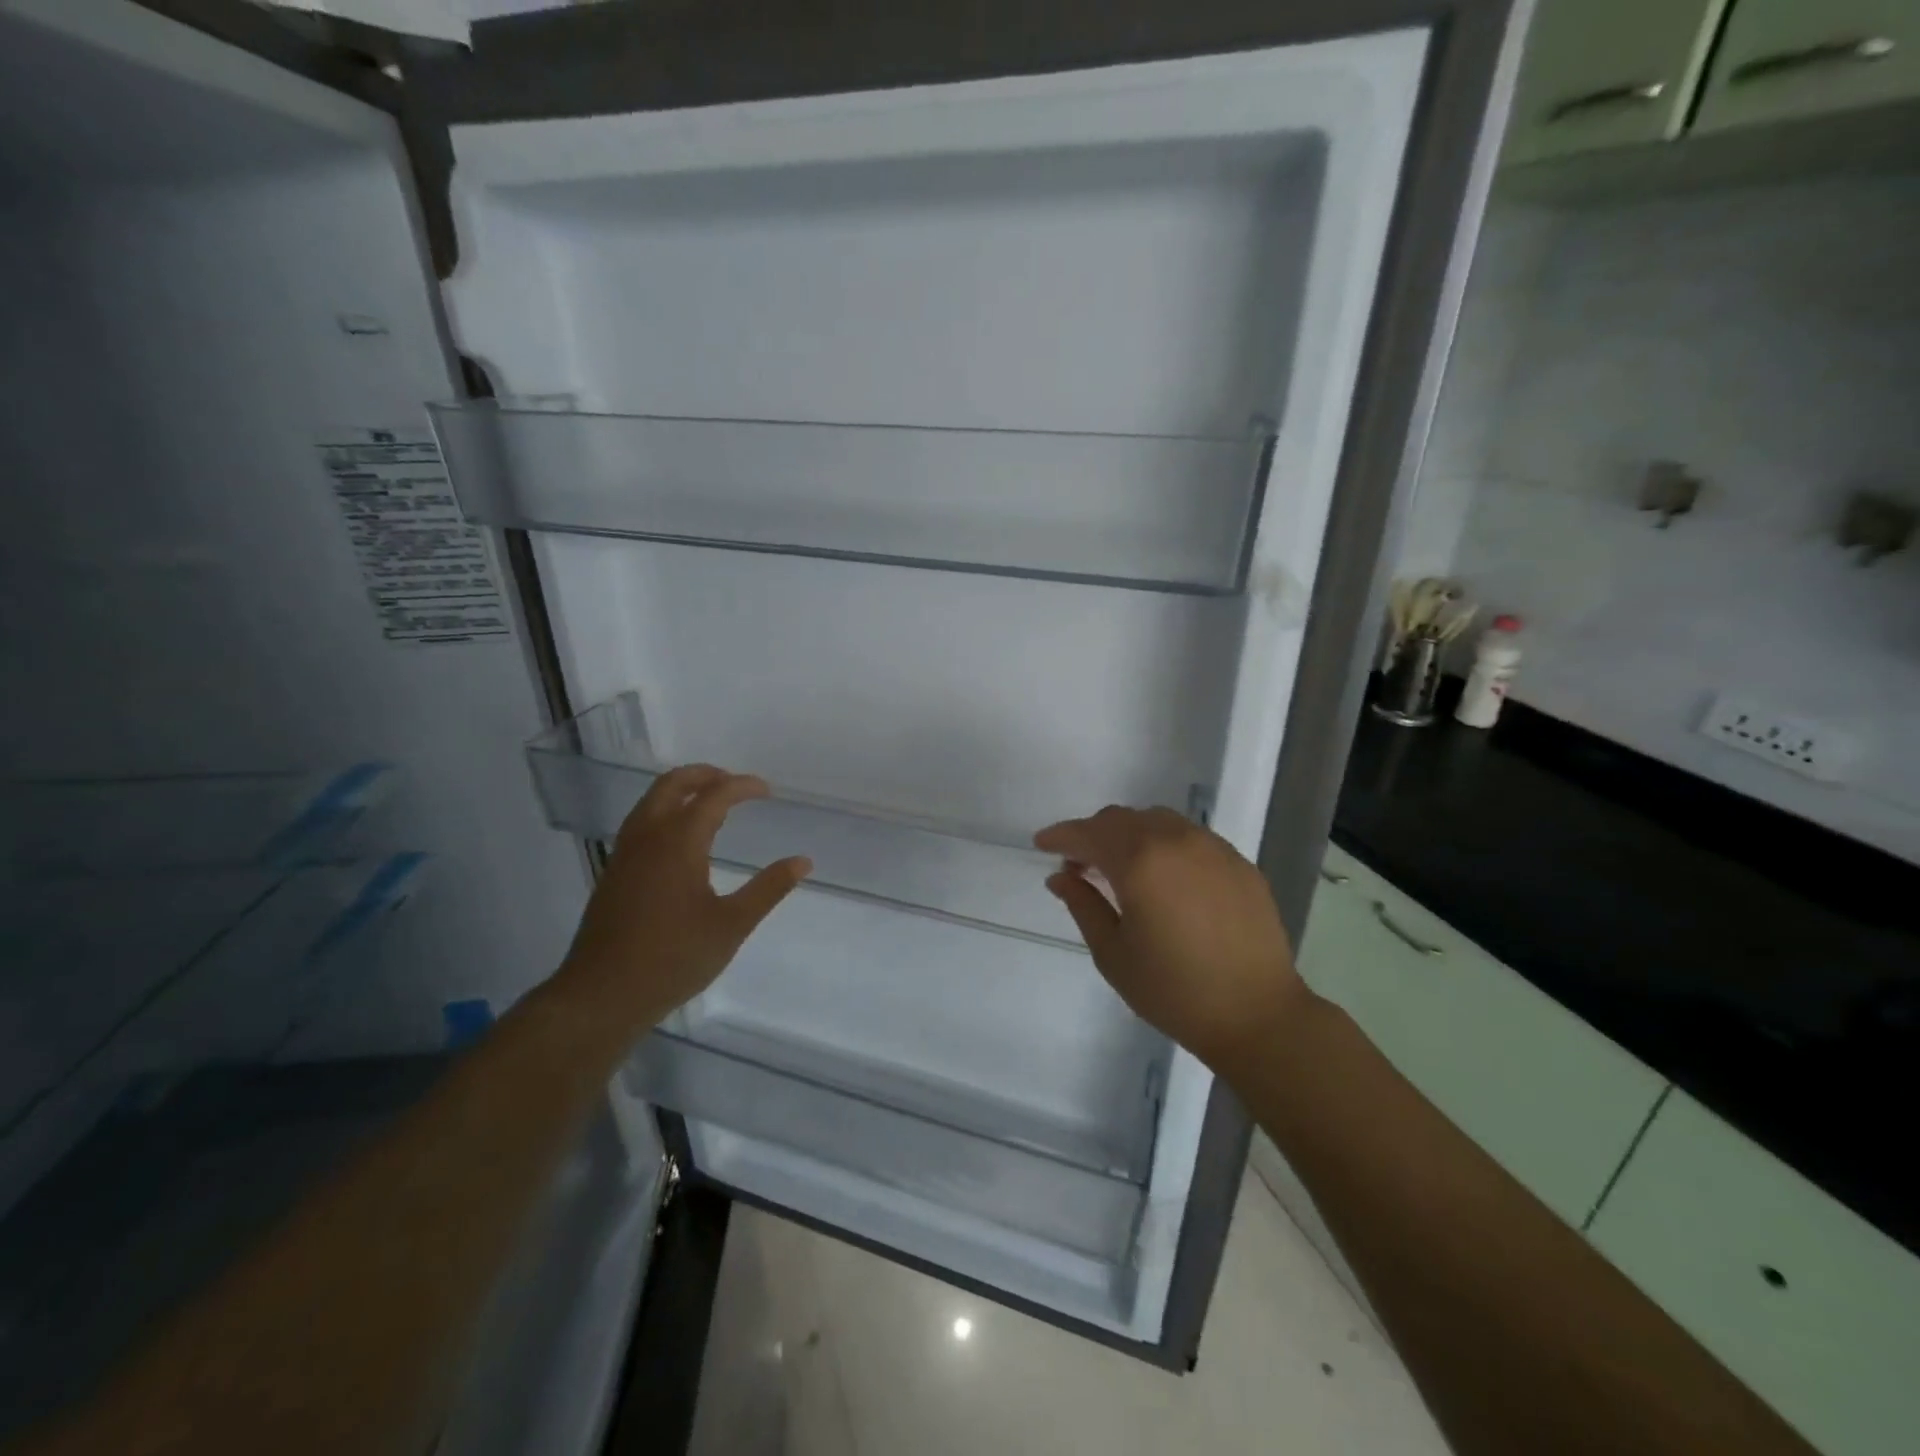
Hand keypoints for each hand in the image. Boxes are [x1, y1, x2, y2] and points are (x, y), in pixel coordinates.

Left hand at [554, 766, 811, 1034]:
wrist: (602, 995)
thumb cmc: (673, 958)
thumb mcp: (732, 925)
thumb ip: (768, 888)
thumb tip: (802, 861)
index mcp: (678, 842)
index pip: (713, 796)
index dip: (742, 786)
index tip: (766, 790)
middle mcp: (647, 837)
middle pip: (672, 784)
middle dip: (705, 775)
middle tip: (735, 783)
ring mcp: (625, 854)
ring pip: (651, 801)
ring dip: (682, 791)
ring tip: (712, 805)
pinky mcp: (614, 873)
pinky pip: (641, 822)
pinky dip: (666, 811)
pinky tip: (682, 840)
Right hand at [1035, 806, 1307, 1072]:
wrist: (1257, 1015)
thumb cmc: (1174, 991)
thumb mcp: (1113, 954)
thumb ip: (1083, 905)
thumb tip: (1060, 877)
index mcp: (1139, 861)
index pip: (1089, 833)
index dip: (1061, 836)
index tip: (1042, 844)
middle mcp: (1176, 840)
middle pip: (1122, 819)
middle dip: (1093, 834)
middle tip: (1079, 865)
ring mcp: (1212, 847)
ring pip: (1158, 821)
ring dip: (1130, 835)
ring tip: (1121, 869)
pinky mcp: (1238, 862)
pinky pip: (1190, 838)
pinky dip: (1165, 845)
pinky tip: (1164, 878)